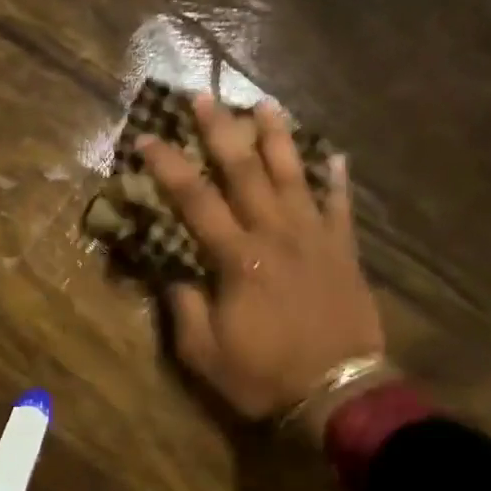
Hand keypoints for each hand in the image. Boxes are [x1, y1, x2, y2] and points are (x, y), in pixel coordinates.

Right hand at [141, 94, 384, 434]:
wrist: (340, 394)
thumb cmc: (264, 375)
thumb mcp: (204, 353)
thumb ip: (184, 308)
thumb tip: (174, 276)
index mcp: (236, 258)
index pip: (195, 200)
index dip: (168, 166)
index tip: (147, 138)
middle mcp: (275, 235)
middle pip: (245, 172)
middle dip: (221, 131)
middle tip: (205, 97)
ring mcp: (314, 239)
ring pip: (294, 176)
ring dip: (277, 138)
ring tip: (264, 105)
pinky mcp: (343, 252)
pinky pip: (340, 207)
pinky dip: (337, 180)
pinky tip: (335, 154)